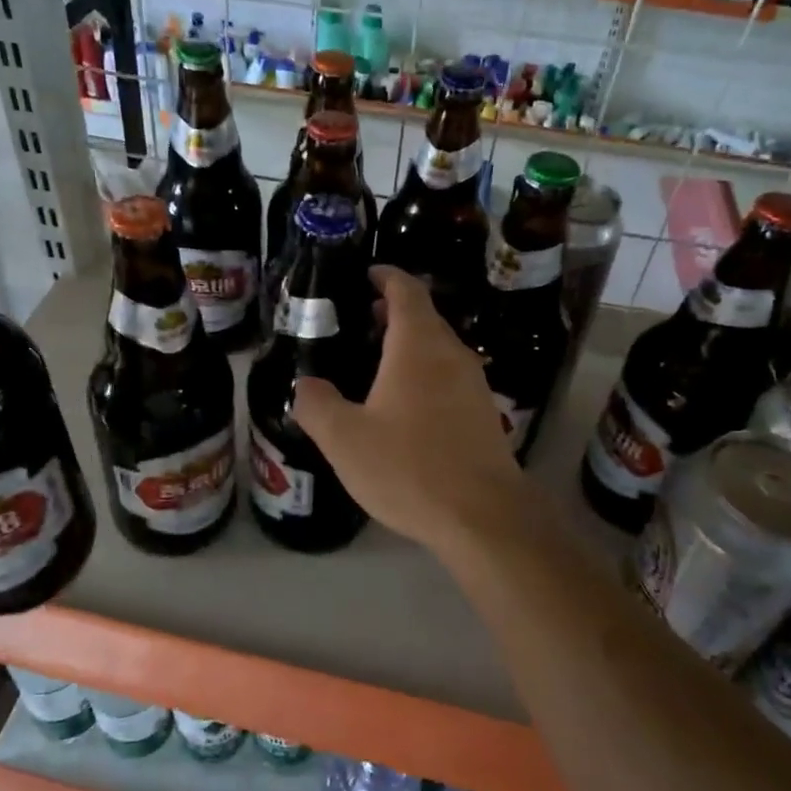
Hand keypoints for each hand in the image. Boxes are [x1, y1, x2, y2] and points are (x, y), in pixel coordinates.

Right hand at [292, 266, 527, 552]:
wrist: (484, 516)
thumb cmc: (409, 468)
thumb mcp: (345, 439)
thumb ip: (317, 405)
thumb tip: (306, 384)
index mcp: (417, 346)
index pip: (406, 290)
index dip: (386, 276)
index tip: (367, 274)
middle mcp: (451, 354)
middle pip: (424, 316)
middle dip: (393, 311)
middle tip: (360, 320)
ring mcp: (474, 383)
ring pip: (438, 347)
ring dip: (409, 344)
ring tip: (376, 362)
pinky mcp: (484, 413)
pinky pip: (449, 376)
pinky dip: (425, 372)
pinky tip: (405, 405)